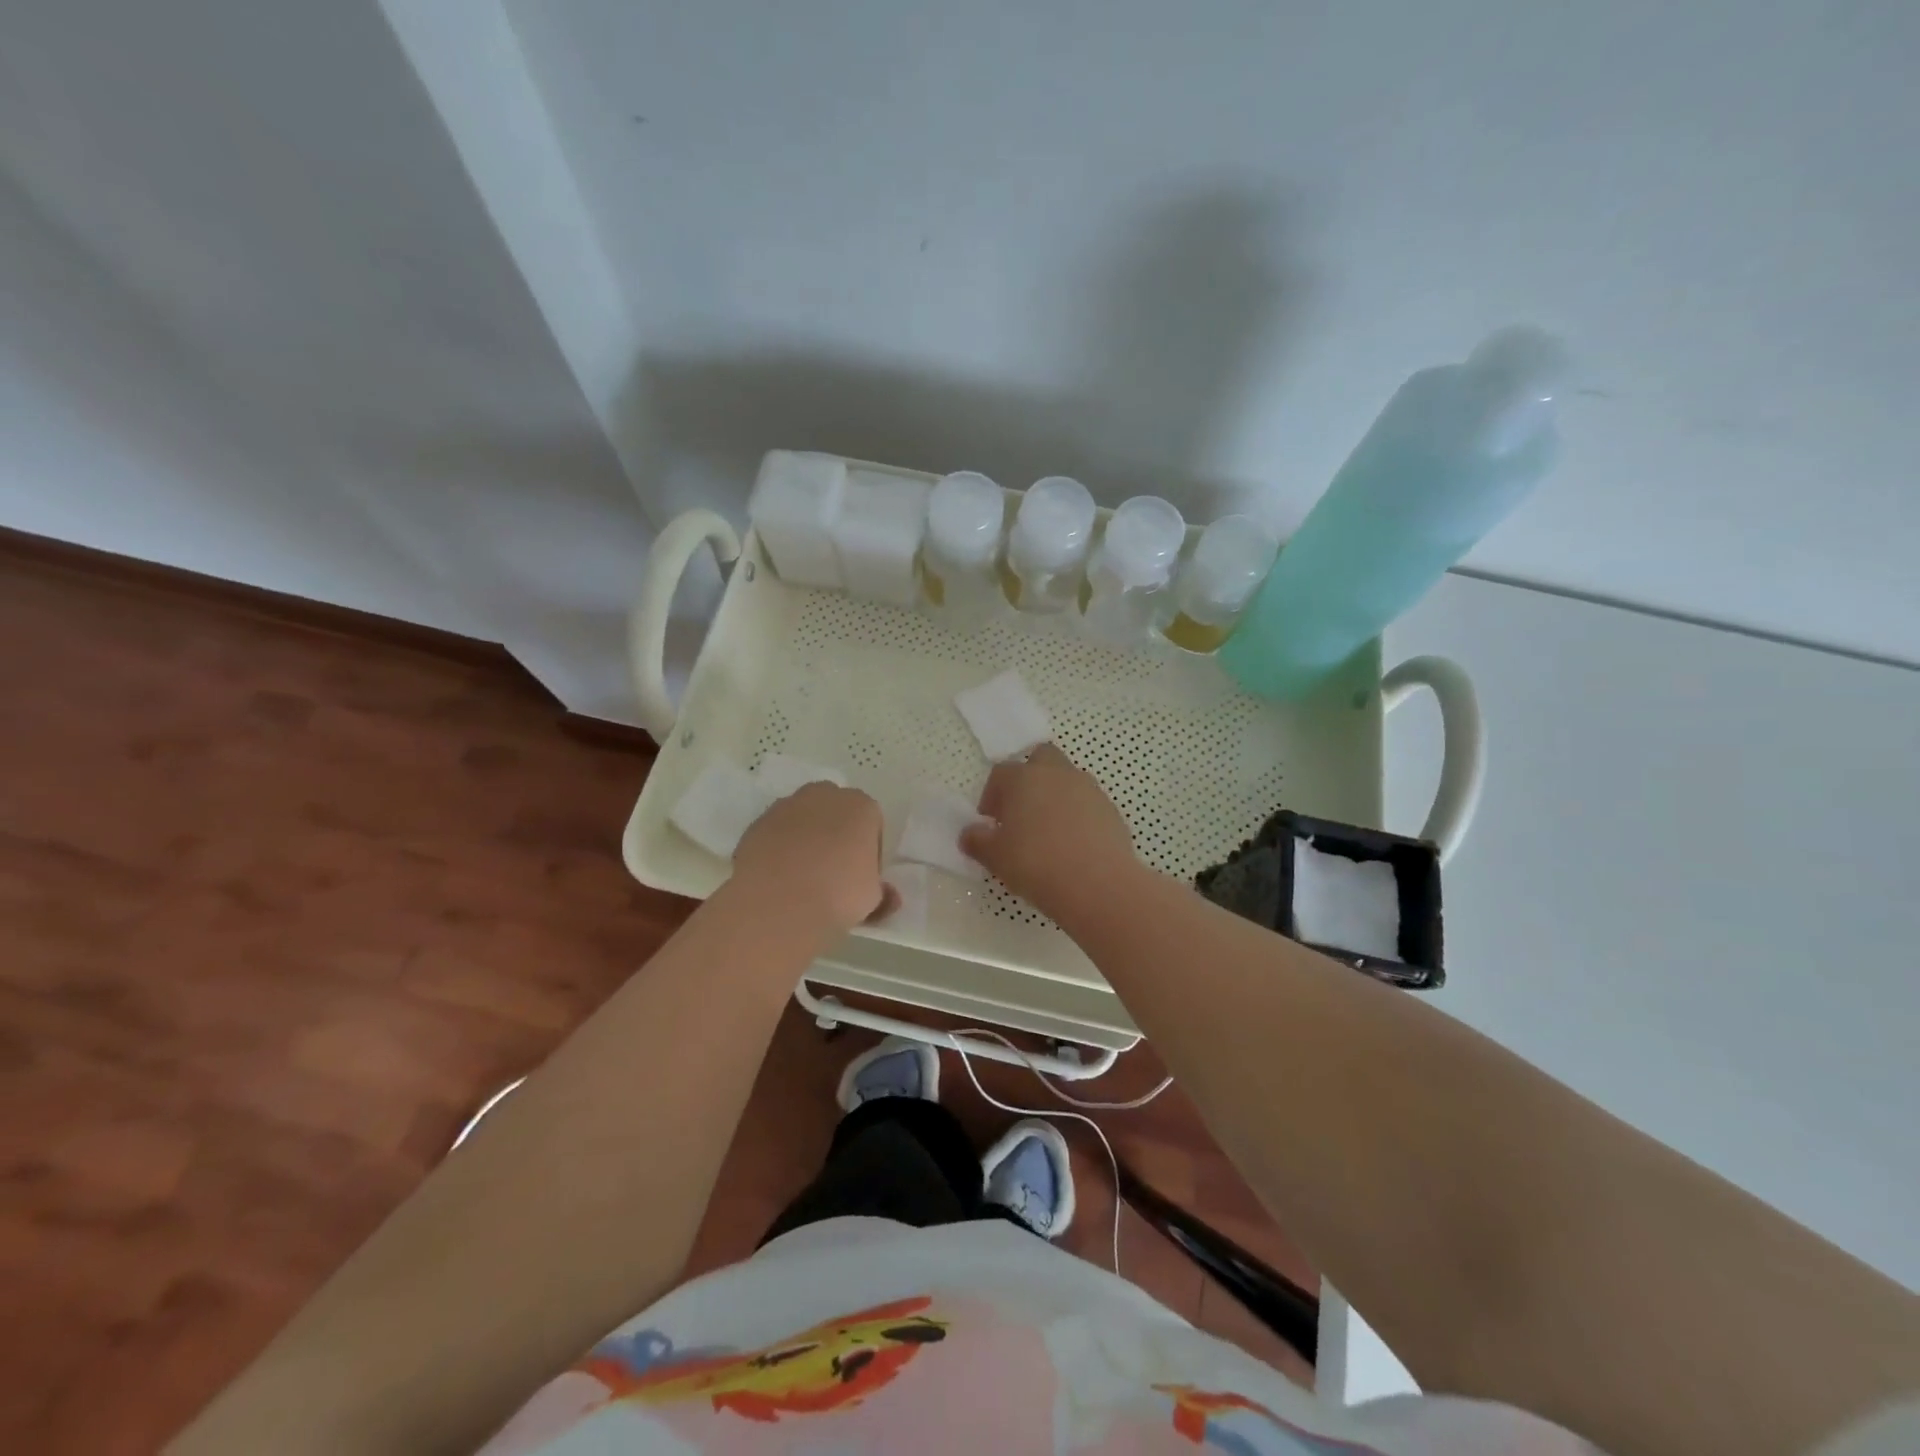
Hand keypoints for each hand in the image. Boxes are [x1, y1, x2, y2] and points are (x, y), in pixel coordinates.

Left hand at [732, 783, 890, 931]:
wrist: (778, 902)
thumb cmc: (839, 894)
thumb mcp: (873, 899)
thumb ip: (883, 893)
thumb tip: (889, 897)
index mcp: (861, 806)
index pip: (871, 824)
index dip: (869, 851)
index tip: (862, 877)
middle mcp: (824, 795)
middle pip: (835, 812)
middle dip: (836, 835)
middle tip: (834, 873)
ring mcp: (786, 806)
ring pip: (802, 819)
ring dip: (806, 839)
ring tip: (802, 878)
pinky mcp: (757, 823)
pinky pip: (776, 834)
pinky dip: (779, 849)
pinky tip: (779, 879)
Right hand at [961, 743, 1139, 921]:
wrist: (1097, 883)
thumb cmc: (1035, 863)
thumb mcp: (995, 857)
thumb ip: (977, 841)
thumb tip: (969, 834)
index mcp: (1023, 778)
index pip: (1001, 773)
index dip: (992, 795)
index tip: (991, 822)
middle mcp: (1057, 774)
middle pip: (1040, 759)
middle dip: (1029, 780)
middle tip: (1021, 813)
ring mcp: (1089, 789)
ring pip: (1067, 781)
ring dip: (1055, 797)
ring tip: (1048, 833)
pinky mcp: (1111, 810)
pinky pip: (1088, 804)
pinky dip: (1079, 816)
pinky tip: (1073, 846)